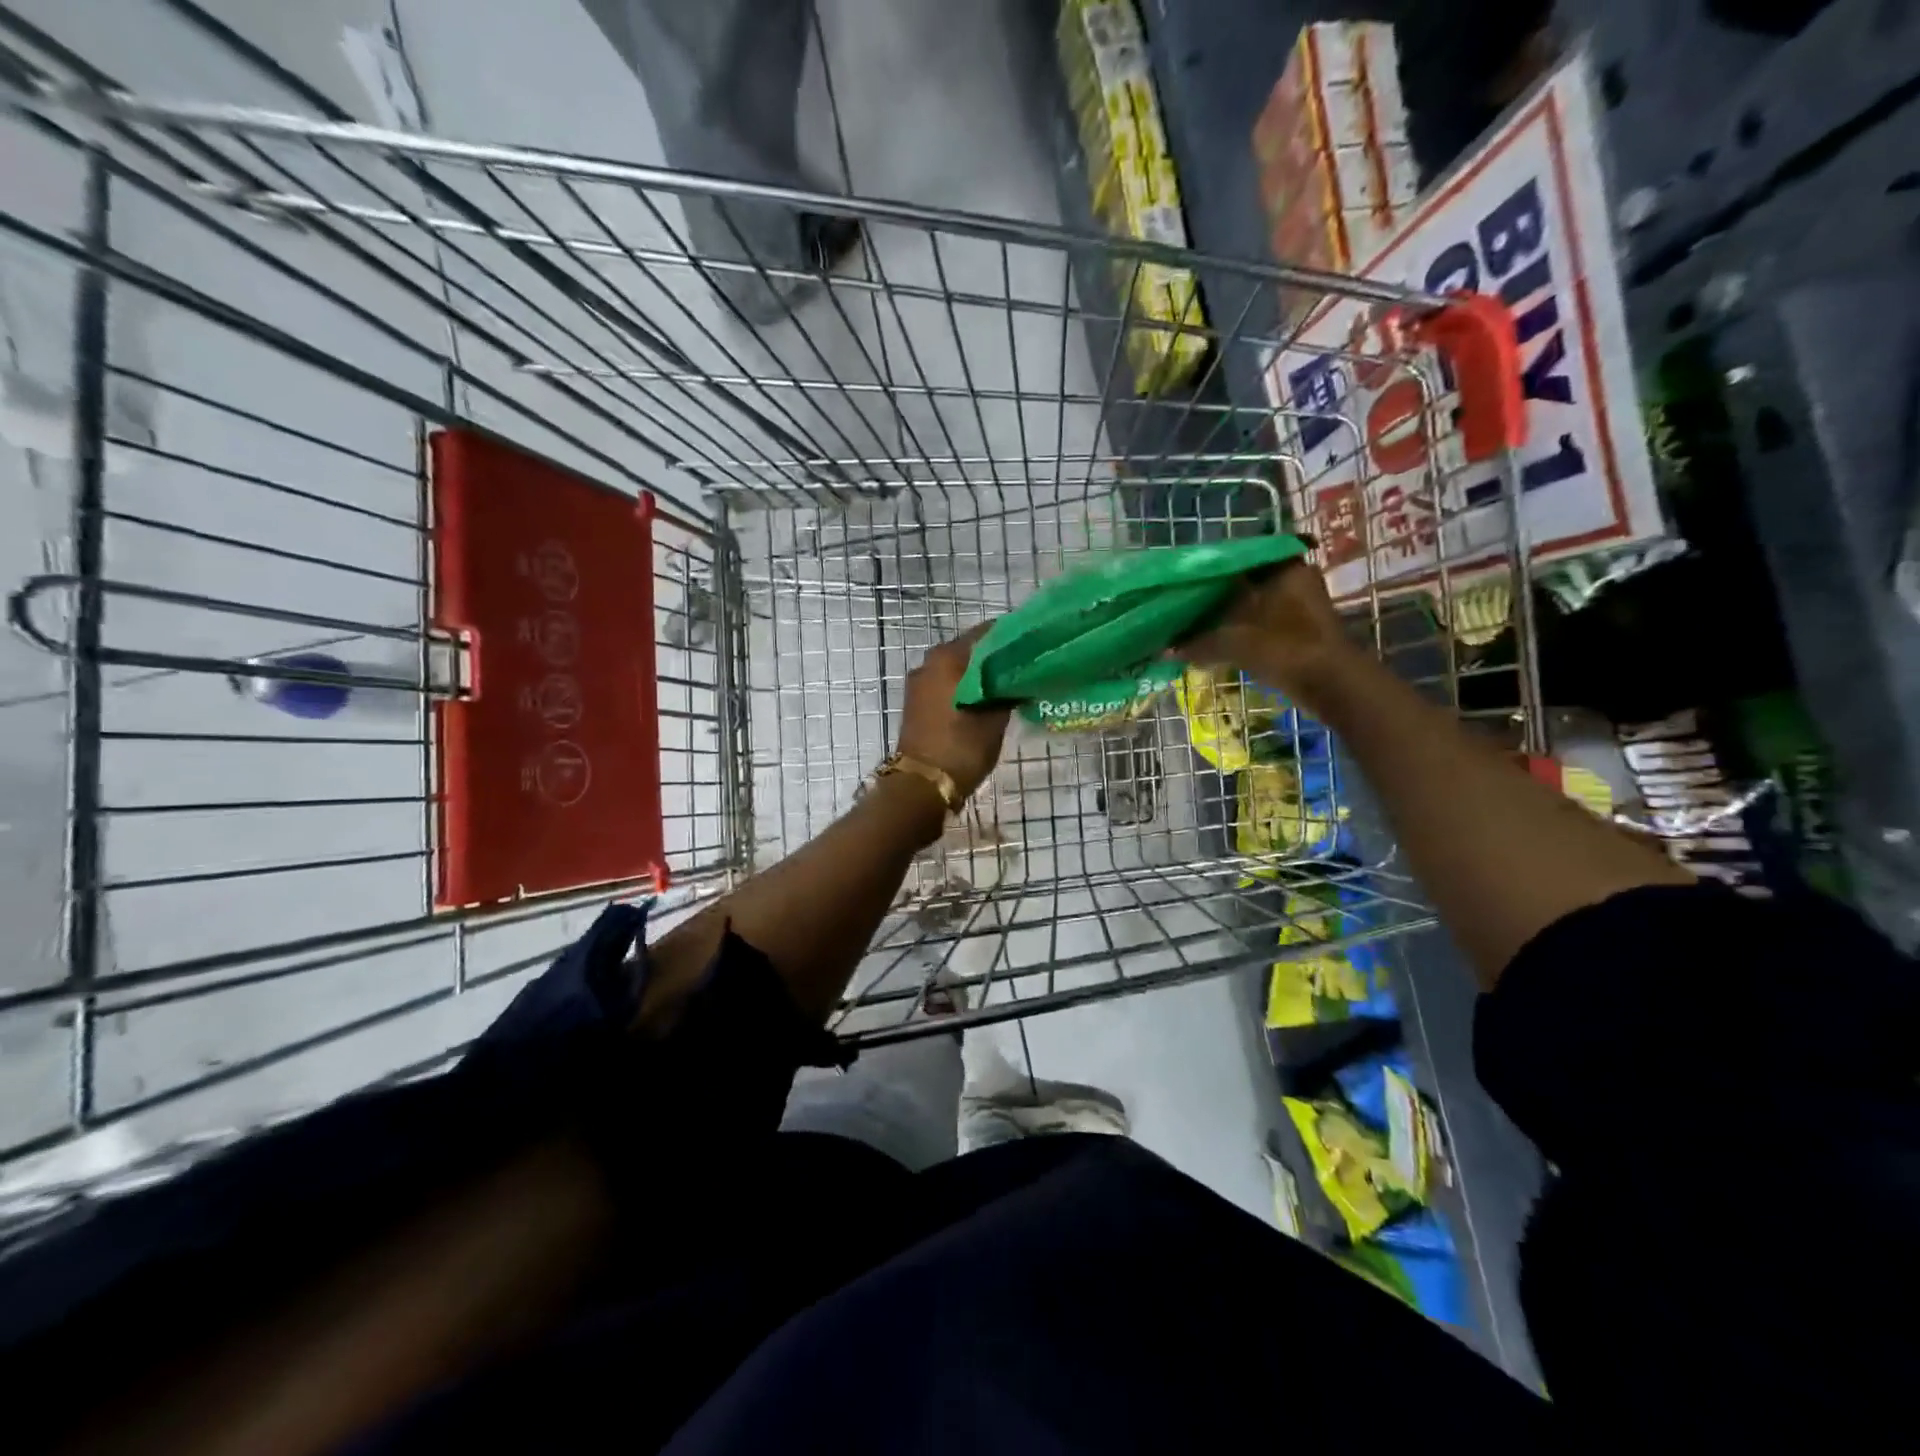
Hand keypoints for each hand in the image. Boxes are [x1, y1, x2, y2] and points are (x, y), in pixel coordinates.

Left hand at [895, 622, 1009, 800]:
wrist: (922, 786)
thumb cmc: (960, 748)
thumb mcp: (994, 719)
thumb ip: (1008, 691)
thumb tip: (1021, 677)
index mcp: (948, 657)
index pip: (987, 633)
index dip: (1012, 638)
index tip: (1034, 647)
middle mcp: (930, 662)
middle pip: (970, 649)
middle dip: (996, 657)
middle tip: (1025, 667)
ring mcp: (920, 682)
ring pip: (958, 668)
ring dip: (980, 674)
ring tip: (1009, 685)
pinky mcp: (917, 702)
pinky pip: (947, 684)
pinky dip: (966, 687)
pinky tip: (987, 699)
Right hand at [1178, 560, 1354, 709]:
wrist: (1332, 684)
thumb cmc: (1284, 648)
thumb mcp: (1234, 643)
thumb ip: (1199, 643)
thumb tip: (1166, 649)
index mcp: (1283, 567)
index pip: (1239, 558)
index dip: (1211, 570)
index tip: (1186, 582)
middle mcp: (1296, 578)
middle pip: (1247, 582)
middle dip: (1219, 595)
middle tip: (1187, 605)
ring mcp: (1303, 604)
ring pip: (1256, 603)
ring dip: (1231, 615)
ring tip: (1198, 625)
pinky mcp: (1303, 629)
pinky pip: (1265, 621)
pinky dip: (1245, 630)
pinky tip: (1220, 641)